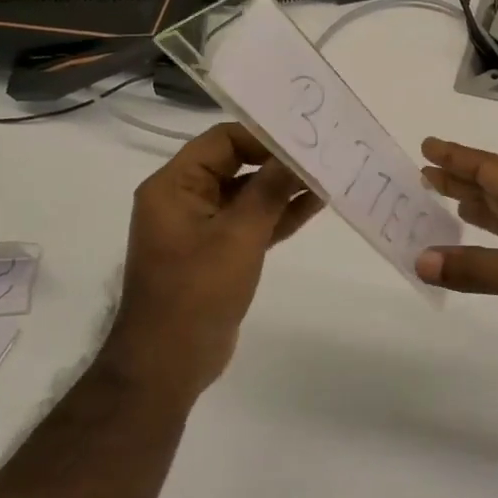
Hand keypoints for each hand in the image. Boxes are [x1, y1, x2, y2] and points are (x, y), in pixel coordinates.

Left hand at [103, 123, 320, 401]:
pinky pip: (251, 222)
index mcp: (174, 186)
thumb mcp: (238, 235)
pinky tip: (314, 204)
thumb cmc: (197, 292)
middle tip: (323, 152)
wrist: (170, 362)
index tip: (303, 139)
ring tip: (328, 175)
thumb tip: (298, 154)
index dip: (263, 136)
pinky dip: (278, 215)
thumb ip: (270, 190)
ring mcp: (201, 227)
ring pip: (247, 195)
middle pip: (236, 165)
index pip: (222, 141)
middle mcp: (184, 199)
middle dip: (278, 161)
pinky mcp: (218, 252)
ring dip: (283, 188)